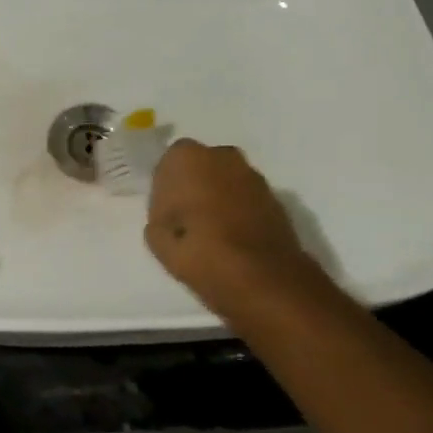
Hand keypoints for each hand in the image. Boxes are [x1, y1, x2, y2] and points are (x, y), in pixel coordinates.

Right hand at [144, 140, 319, 314]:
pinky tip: (233, 236)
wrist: (262, 276)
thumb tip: (171, 215)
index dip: (165, 186)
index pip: (168, 162)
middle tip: (186, 216)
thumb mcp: (156, 237)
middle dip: (194, 184)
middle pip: (201, 165)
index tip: (164, 210)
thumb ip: (160, 216)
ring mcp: (253, 175)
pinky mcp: (276, 198)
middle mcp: (222, 156)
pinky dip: (239, 210)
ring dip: (218, 196)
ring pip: (226, 180)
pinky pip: (246, 198)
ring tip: (211, 229)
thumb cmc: (198, 250)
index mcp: (186, 158)